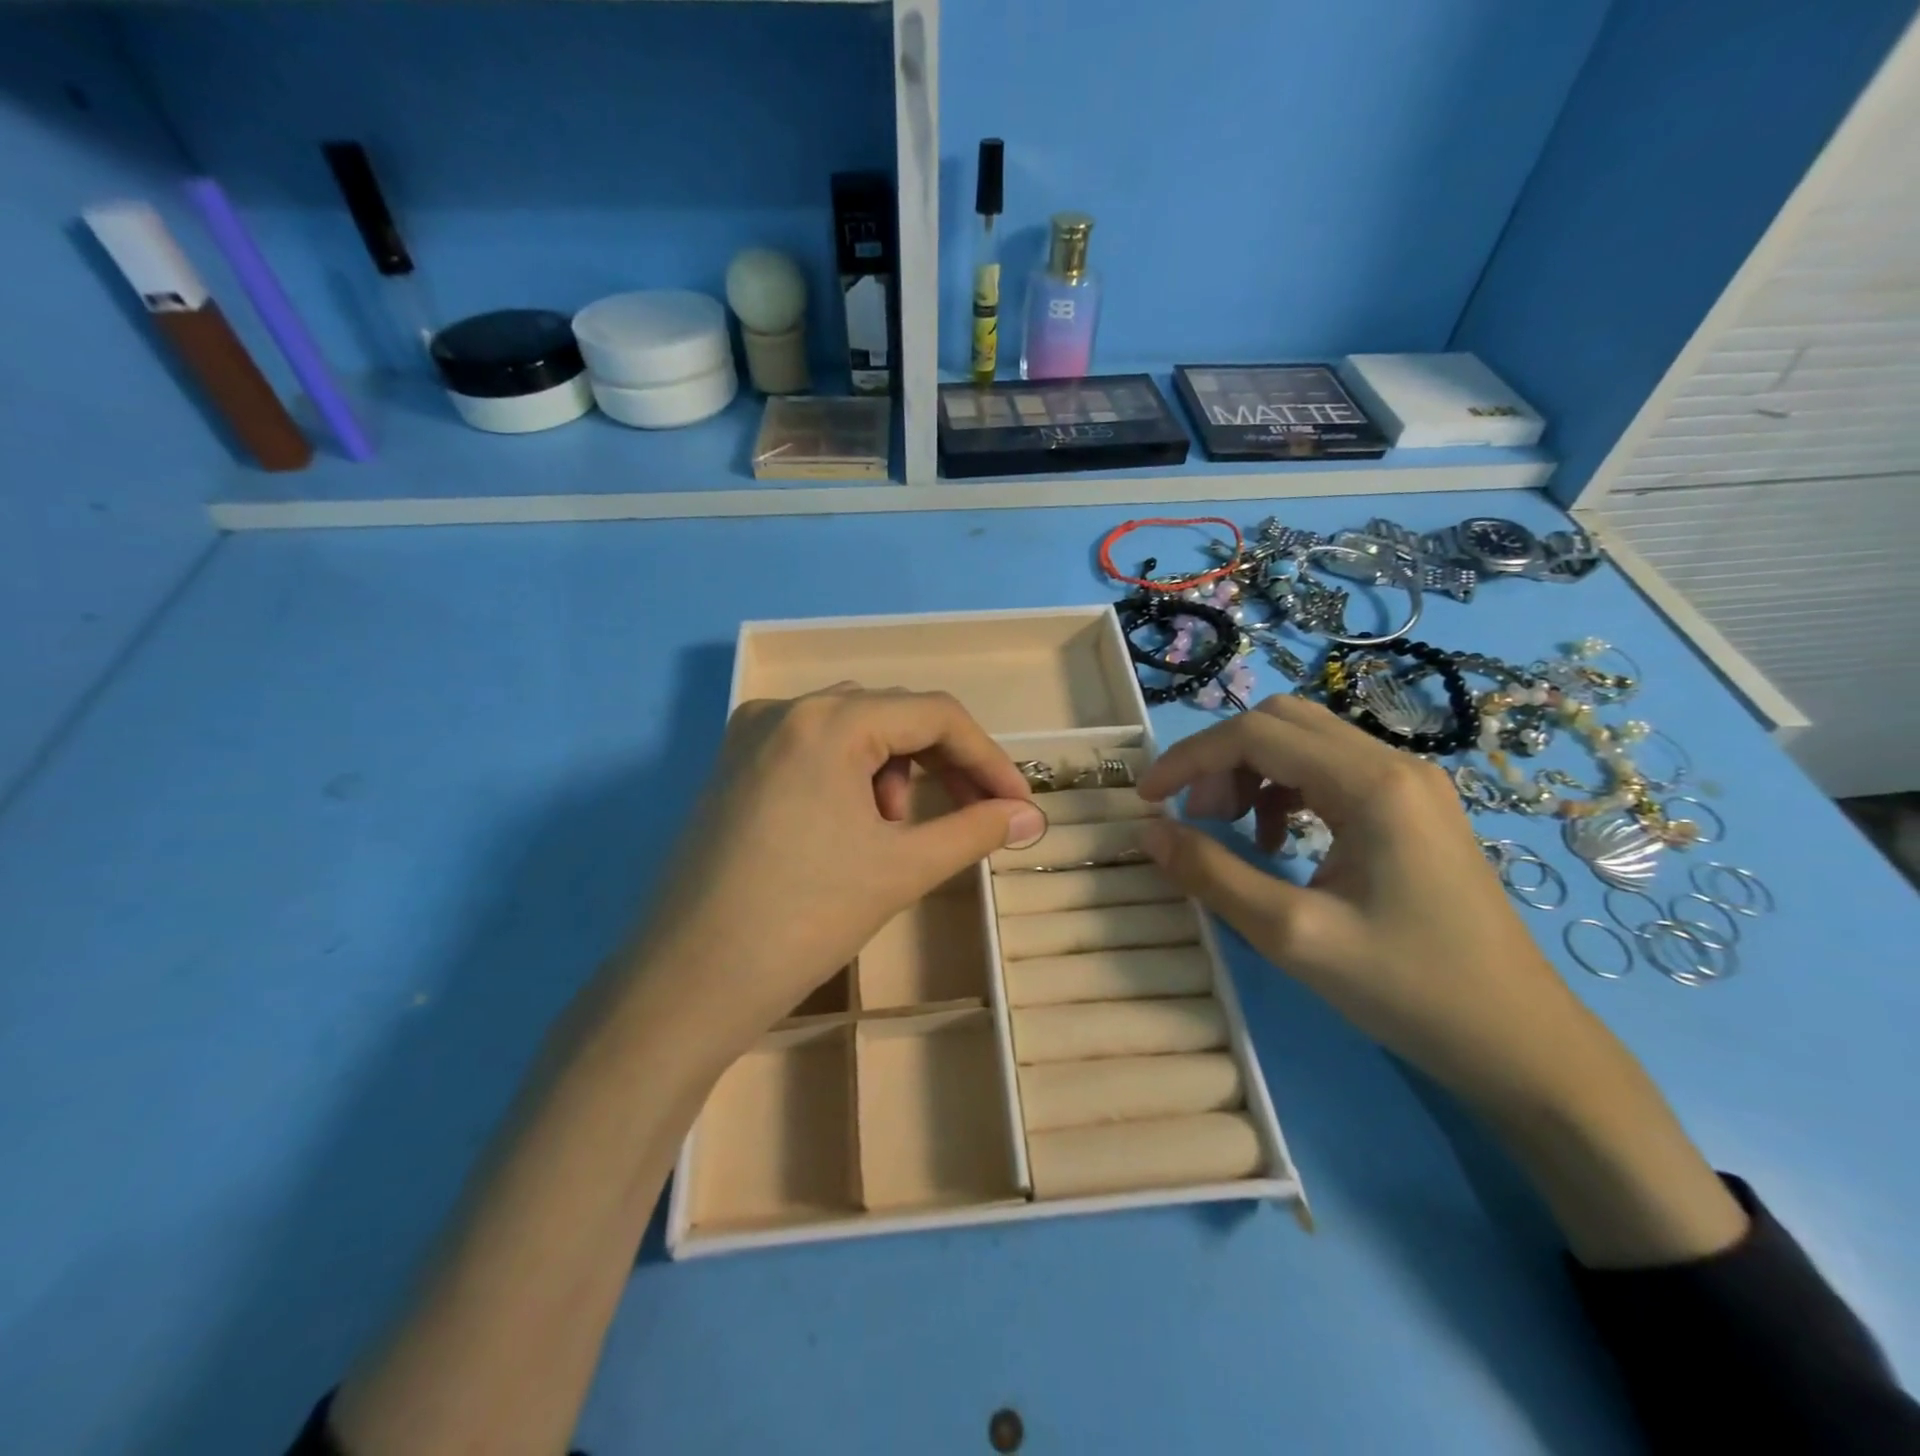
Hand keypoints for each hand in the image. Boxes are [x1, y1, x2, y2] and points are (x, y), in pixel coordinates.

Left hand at [622, 685, 1041, 1049]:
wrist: (688, 983)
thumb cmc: (804, 919)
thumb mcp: (901, 868)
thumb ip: (976, 830)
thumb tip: (1031, 817)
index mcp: (829, 719)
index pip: (935, 714)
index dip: (988, 757)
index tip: (1018, 805)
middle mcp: (786, 709)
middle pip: (893, 715)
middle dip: (944, 764)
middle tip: (975, 815)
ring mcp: (752, 735)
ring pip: (853, 731)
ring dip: (896, 771)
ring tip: (896, 833)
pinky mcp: (734, 767)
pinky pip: (813, 750)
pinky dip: (851, 778)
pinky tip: (852, 829)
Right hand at [1135, 695, 1599, 1111]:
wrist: (1521, 1044)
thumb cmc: (1410, 990)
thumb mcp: (1294, 936)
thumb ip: (1213, 875)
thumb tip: (1149, 833)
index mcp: (1372, 784)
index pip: (1255, 733)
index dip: (1189, 758)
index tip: (1147, 799)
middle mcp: (1394, 763)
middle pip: (1279, 722)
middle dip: (1220, 760)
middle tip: (1196, 818)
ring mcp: (1409, 783)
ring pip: (1303, 742)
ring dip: (1250, 773)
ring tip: (1231, 831)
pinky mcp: (1412, 808)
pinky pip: (1329, 771)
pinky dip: (1283, 790)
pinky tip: (1278, 842)